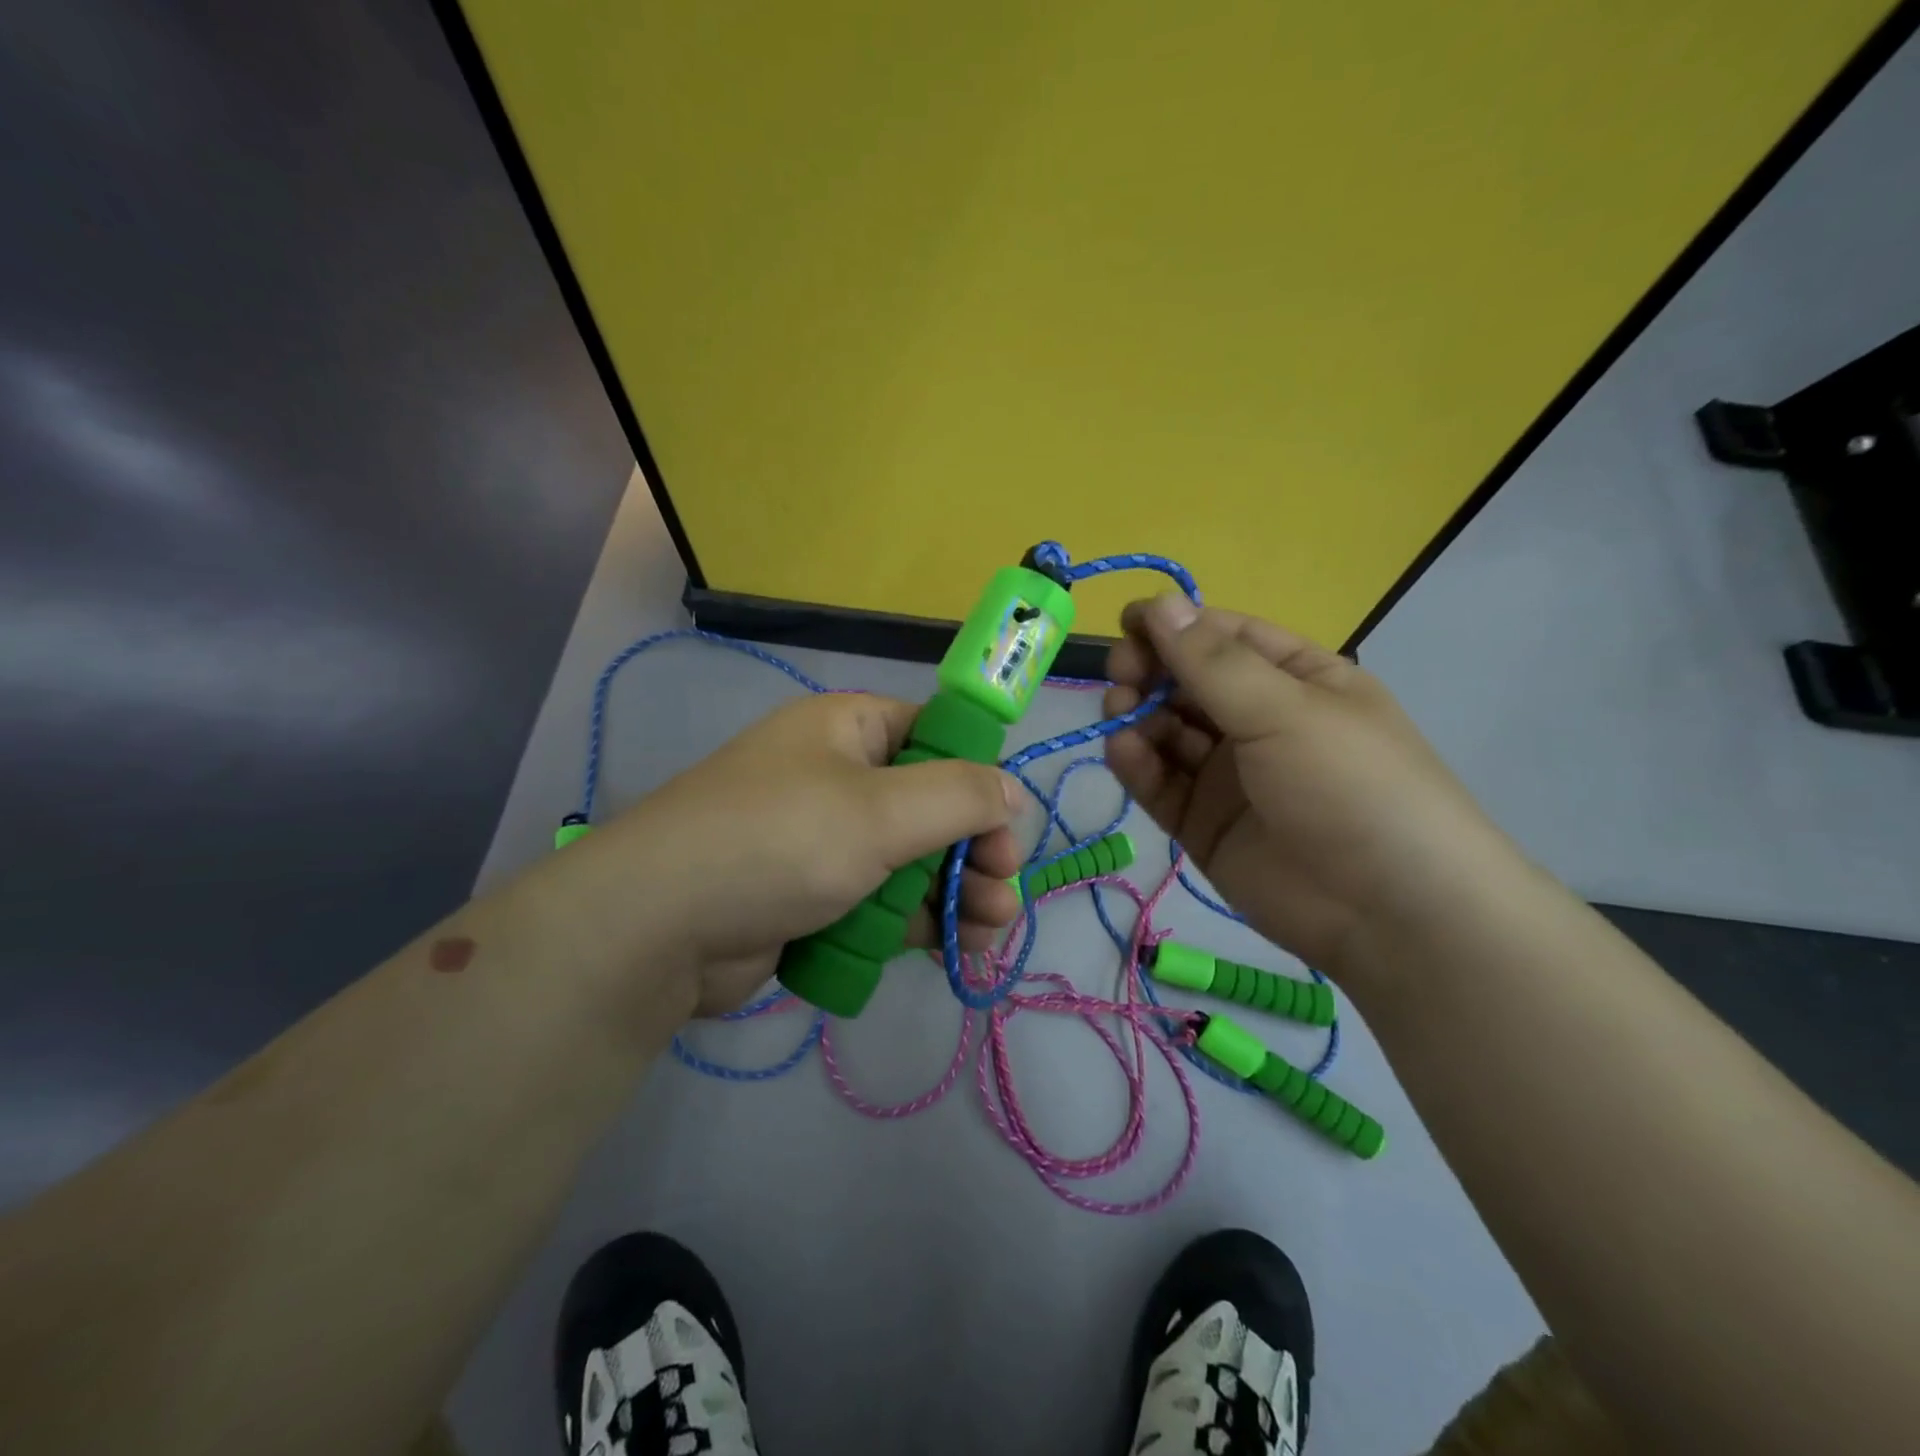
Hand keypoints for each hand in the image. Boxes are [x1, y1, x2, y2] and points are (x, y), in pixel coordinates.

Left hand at [590, 693, 1023, 1015]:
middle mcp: (837, 776)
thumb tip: (1010, 791)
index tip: (1004, 827)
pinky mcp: (813, 896)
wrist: (658, 928)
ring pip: (911, 860)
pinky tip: (953, 948)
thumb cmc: (779, 842)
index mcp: (849, 729)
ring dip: (955, 892)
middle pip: (930, 806)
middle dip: (973, 849)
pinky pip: (881, 900)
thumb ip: (959, 796)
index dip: (976, 779)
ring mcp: (822, 840)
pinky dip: (917, 921)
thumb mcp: (881, 810)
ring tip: (987, 930)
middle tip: (1000, 891)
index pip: (935, 737)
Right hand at [1104, 595, 1521, 980]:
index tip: (1126, 621)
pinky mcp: (1204, 824)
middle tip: (1121, 675)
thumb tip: (1160, 602)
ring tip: (1119, 713)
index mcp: (1296, 681)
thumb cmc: (1350, 786)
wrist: (1389, 914)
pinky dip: (1137, 764)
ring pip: (1168, 733)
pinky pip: (1161, 783)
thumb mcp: (1285, 710)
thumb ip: (1213, 662)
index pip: (1225, 638)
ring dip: (1139, 716)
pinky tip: (1124, 751)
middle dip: (1151, 672)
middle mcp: (1259, 722)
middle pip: (1188, 684)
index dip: (1176, 625)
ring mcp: (1229, 776)